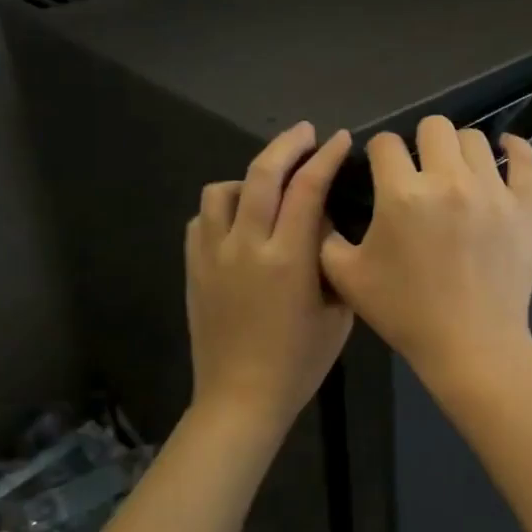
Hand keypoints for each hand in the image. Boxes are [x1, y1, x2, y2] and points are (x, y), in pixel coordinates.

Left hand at [186, 122, 354, 438]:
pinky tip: (238, 221)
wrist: (241, 397)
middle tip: (304, 133)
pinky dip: (222, 208)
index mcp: (289, 259)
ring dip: (249, 177)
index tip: (337, 140)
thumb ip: (334, 262)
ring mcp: (213, 255)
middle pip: (262, 174)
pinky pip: (202, 219)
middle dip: (287, 145)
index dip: (325, 157)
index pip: (308, 189)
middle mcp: (247, 246)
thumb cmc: (299, 362)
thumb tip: (326, 226)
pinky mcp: (193, 268)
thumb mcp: (337, 313)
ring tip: (266, 185)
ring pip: (222, 190)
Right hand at [319, 115, 531, 383]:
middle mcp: (449, 181)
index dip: (377, 153)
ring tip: (455, 173)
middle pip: (434, 126)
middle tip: (418, 171)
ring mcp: (492, 191)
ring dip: (458, 149)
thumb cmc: (405, 314)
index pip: (385, 143)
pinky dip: (512, 149)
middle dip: (419, 142)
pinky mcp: (525, 206)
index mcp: (402, 194)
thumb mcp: (347, 278)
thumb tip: (331, 208)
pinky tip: (502, 152)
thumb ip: (328, 236)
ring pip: (474, 138)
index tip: (380, 170)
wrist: (471, 347)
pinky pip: (524, 158)